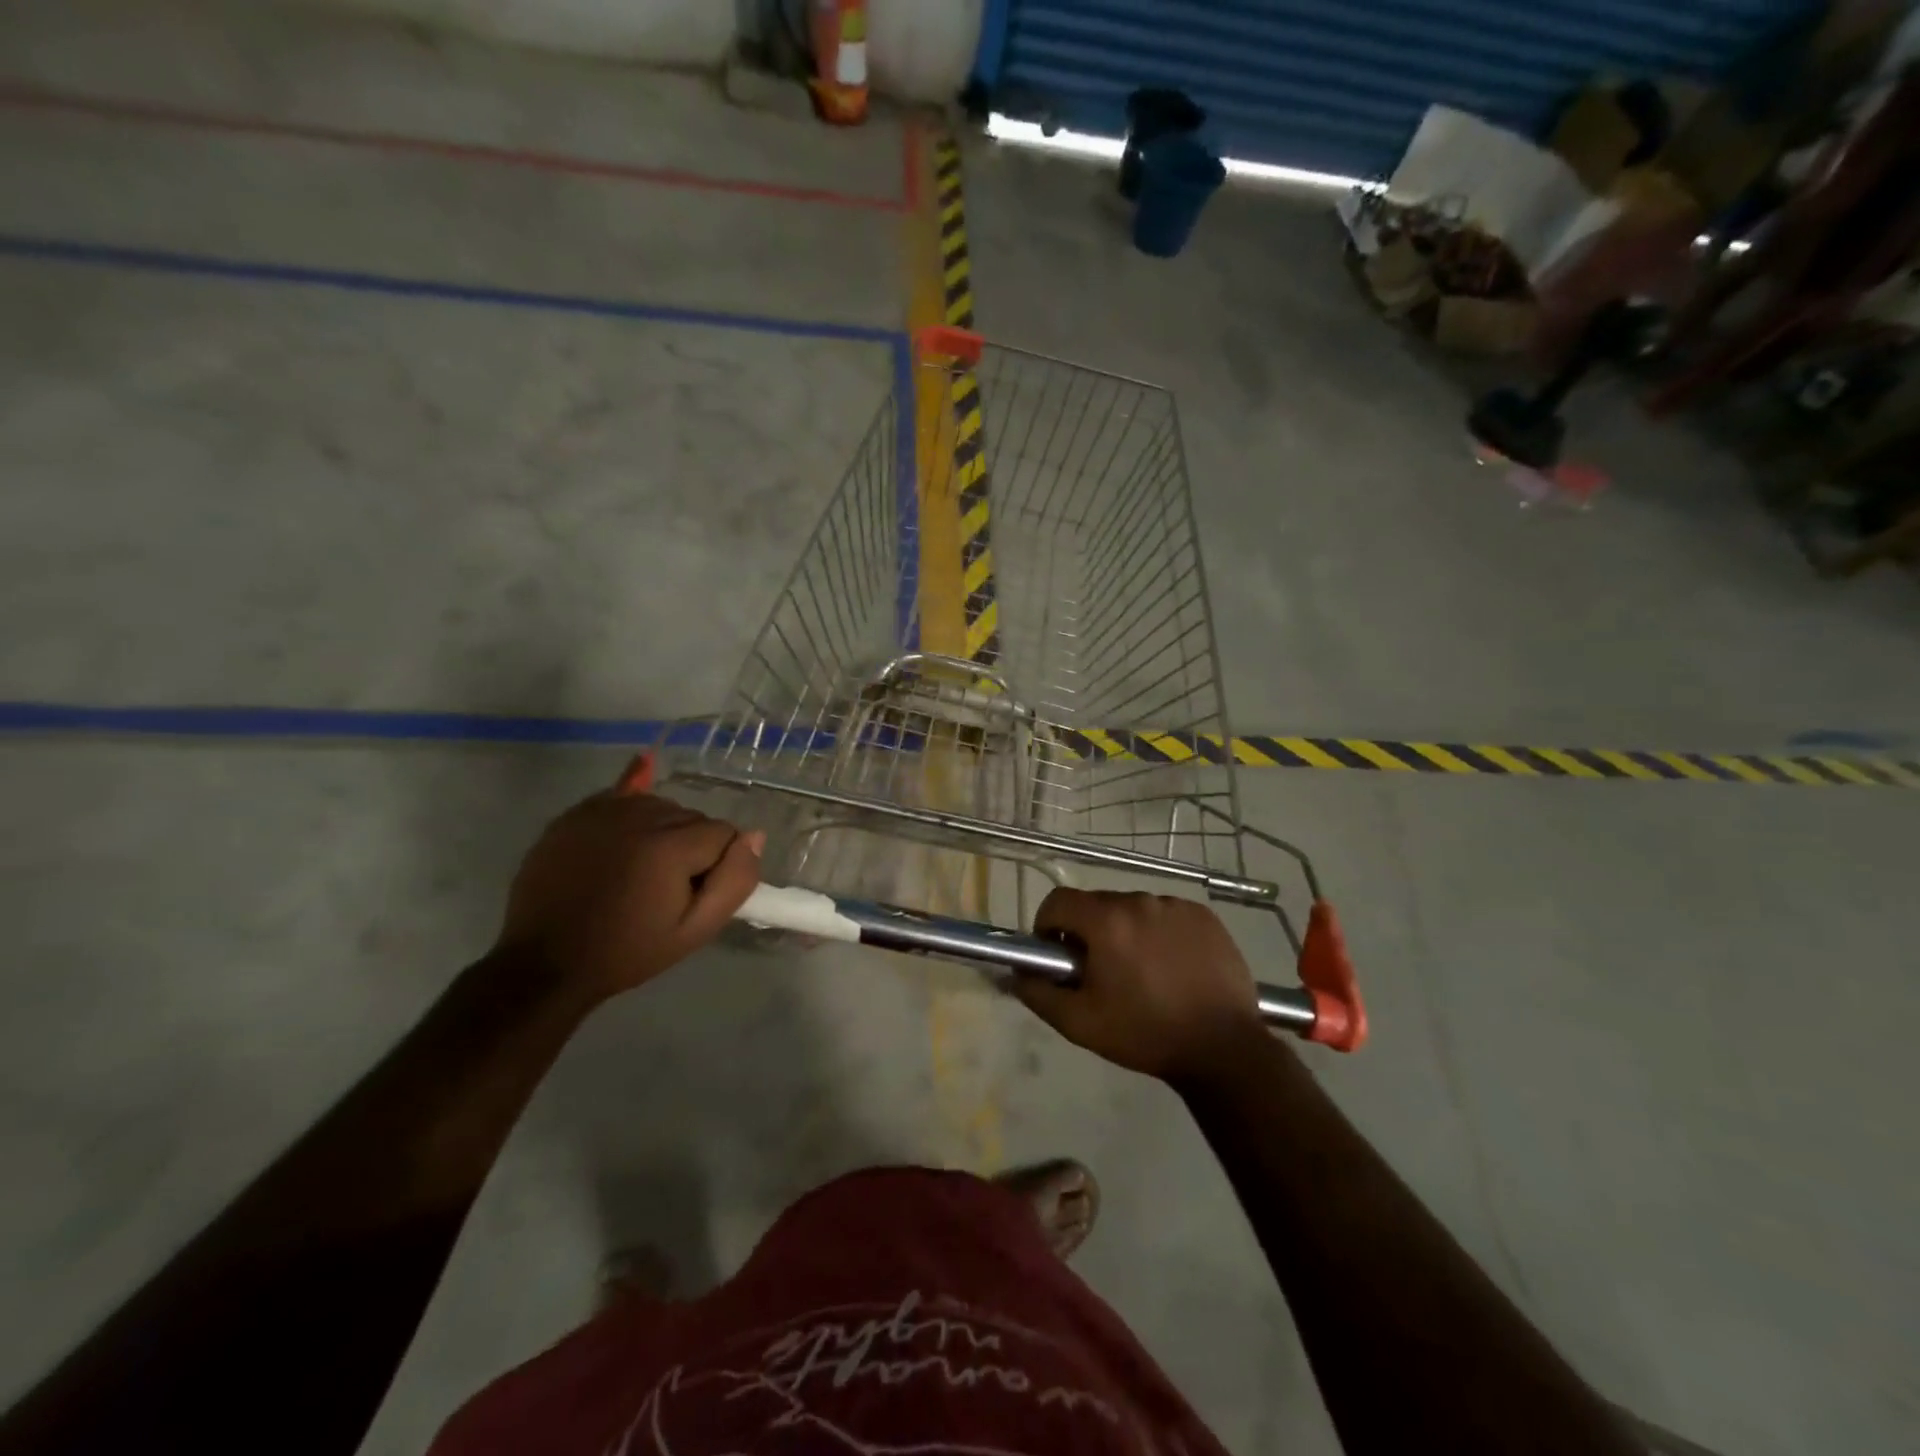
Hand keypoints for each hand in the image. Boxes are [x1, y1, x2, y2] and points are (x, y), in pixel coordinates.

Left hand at [493, 779, 762, 1005]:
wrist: (545, 964)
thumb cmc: (627, 952)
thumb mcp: (694, 930)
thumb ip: (734, 881)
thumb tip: (754, 836)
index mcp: (669, 847)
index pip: (724, 833)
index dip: (717, 865)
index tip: (693, 895)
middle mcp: (638, 816)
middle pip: (692, 816)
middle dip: (692, 846)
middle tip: (667, 888)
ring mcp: (601, 811)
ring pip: (660, 806)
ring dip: (663, 831)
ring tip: (641, 871)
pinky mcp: (575, 814)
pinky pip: (622, 797)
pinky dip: (633, 810)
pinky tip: (629, 824)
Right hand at [1013, 889, 1265, 1079]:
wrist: (1224, 1048)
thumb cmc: (1145, 1034)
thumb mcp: (1080, 1023)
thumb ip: (1039, 993)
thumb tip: (1016, 972)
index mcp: (1105, 921)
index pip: (1058, 901)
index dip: (1048, 926)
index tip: (1059, 956)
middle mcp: (1139, 900)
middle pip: (1095, 904)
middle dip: (1088, 932)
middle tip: (1100, 973)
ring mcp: (1175, 905)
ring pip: (1132, 909)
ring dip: (1124, 931)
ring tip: (1141, 974)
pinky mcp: (1203, 916)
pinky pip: (1166, 914)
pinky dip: (1159, 933)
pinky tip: (1172, 968)